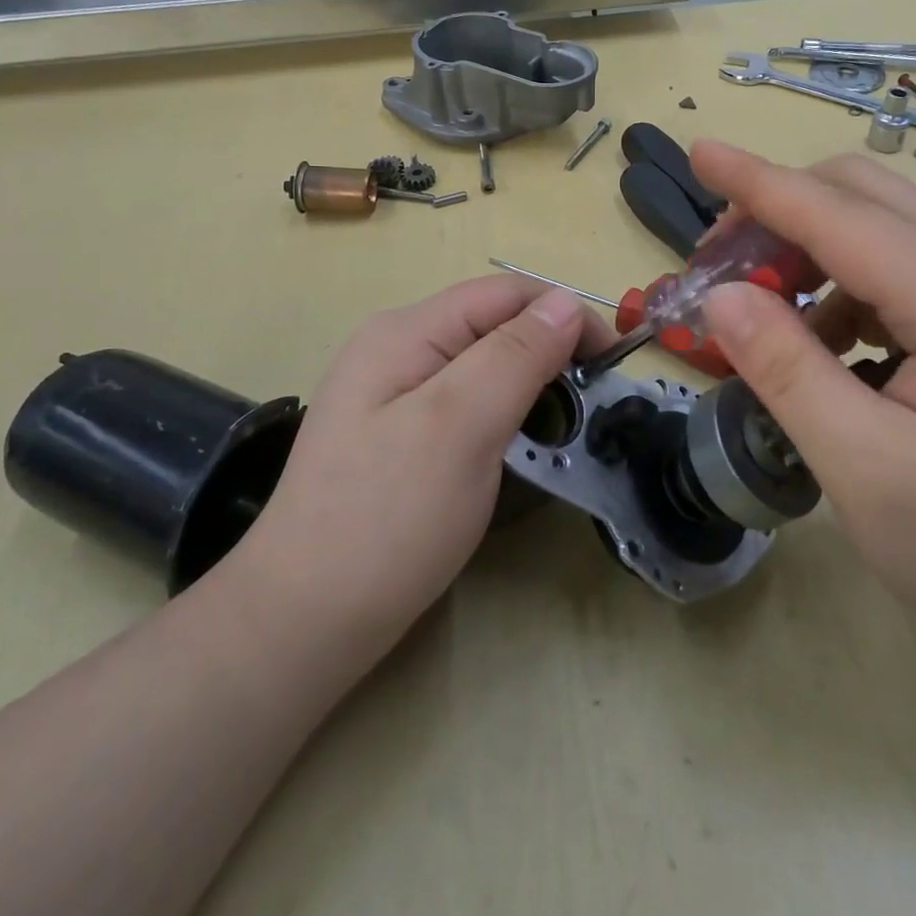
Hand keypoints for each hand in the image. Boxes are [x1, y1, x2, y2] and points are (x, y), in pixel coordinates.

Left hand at [226, 276, 609, 662]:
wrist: (303, 621)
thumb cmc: (387, 519)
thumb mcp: (460, 426)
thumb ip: (515, 355)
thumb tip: (565, 302)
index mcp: (406, 332)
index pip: (504, 294)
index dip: (564, 315)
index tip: (611, 364)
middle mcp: (396, 349)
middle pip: (492, 324)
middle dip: (549, 349)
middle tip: (592, 402)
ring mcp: (392, 393)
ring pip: (482, 363)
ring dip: (530, 381)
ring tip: (564, 423)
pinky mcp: (398, 434)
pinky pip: (465, 400)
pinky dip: (504, 411)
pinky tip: (516, 442)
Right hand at [690, 142, 915, 653]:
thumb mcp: (865, 470)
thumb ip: (788, 373)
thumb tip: (720, 298)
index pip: (839, 215)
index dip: (759, 182)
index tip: (700, 152)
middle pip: (862, 194)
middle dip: (778, 210)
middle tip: (717, 265)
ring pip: (874, 225)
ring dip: (802, 246)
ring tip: (754, 308)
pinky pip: (889, 268)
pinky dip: (833, 285)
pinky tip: (814, 342)